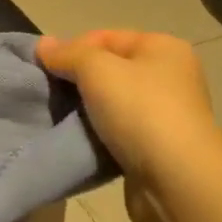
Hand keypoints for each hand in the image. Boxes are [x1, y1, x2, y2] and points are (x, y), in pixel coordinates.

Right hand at [36, 30, 221, 216]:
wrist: (178, 184)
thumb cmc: (141, 112)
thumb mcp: (97, 70)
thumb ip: (68, 54)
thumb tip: (43, 45)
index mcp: (163, 48)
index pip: (106, 37)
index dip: (73, 49)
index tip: (44, 70)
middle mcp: (170, 77)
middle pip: (110, 70)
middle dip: (77, 81)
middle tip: (49, 95)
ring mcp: (166, 115)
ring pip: (112, 104)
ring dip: (86, 111)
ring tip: (60, 119)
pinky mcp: (158, 149)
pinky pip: (119, 133)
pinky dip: (99, 136)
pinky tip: (80, 142)